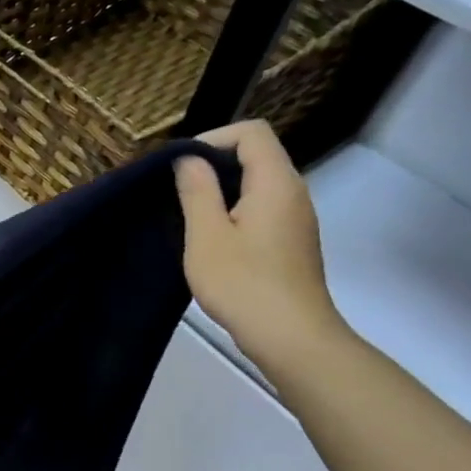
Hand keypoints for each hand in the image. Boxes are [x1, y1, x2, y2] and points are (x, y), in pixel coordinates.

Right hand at [174, 119, 347, 372]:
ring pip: (257, 182)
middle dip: (212, 163)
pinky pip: (260, 206)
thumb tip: (189, 159)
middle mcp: (293, 193)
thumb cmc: (243, 283)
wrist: (290, 337)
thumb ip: (197, 190)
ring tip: (186, 212)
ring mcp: (295, 218)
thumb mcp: (206, 234)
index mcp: (275, 183)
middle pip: (256, 154)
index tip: (181, 166)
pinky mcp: (290, 241)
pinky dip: (232, 209)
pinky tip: (209, 236)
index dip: (213, 138)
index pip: (252, 132)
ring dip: (220, 188)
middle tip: (175, 189)